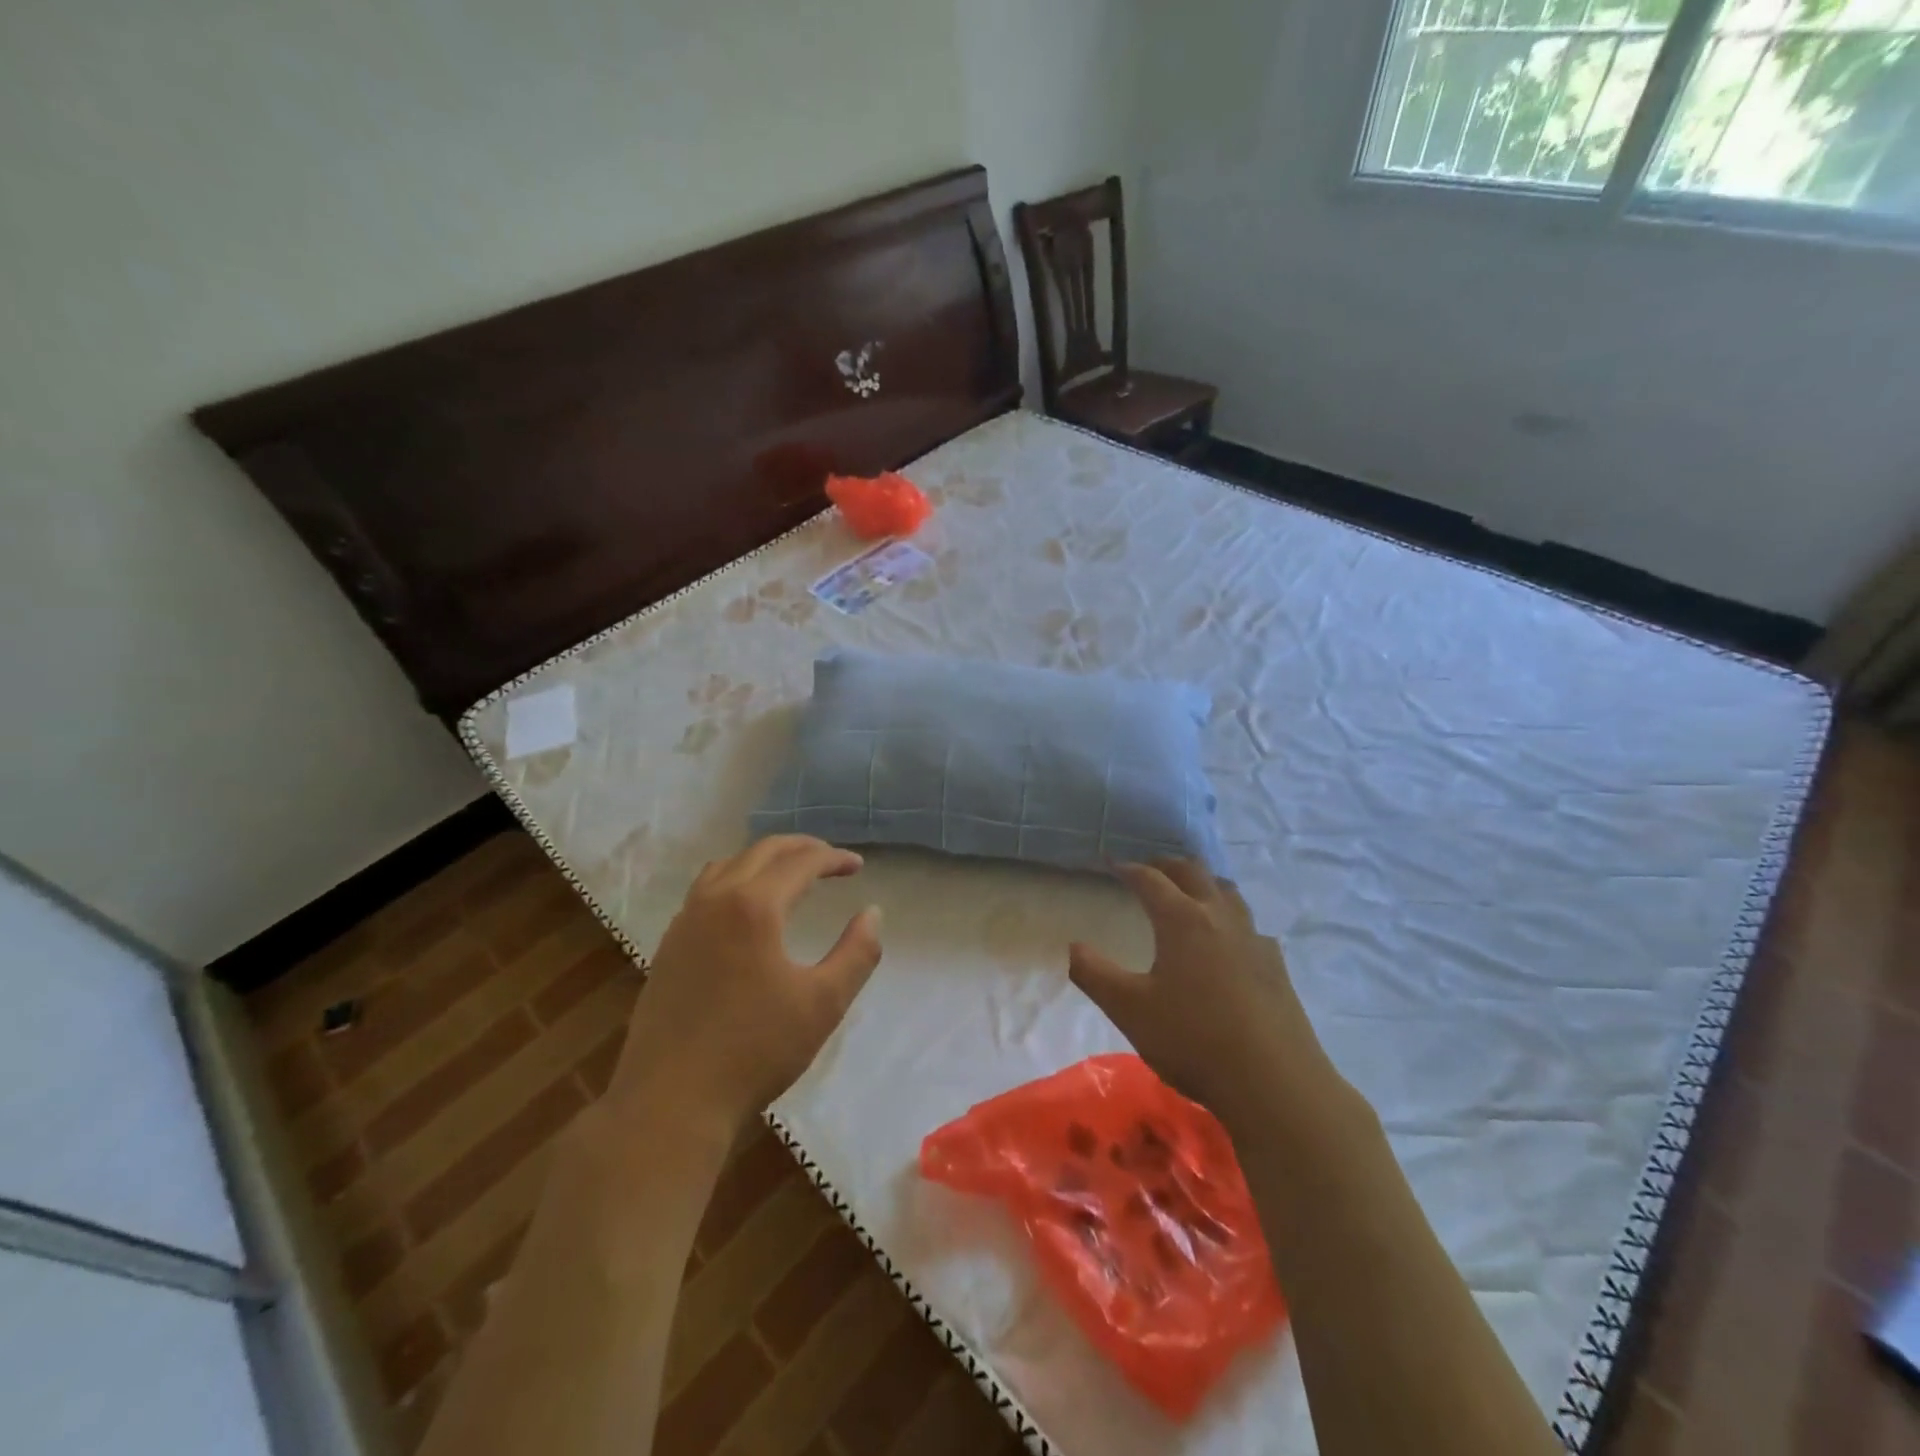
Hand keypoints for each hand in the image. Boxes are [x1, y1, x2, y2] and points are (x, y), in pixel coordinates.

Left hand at [607, 836, 882, 1135]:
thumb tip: (873, 913)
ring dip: (763, 860)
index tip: (857, 866)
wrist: (671, 1102)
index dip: (833, 858)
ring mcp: (684, 922)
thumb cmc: (755, 1051)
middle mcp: (714, 901)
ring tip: (789, 875)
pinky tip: (746, 912)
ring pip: (727, 866)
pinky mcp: (668, 947)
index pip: (800, 862)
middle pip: (761, 852)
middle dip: (800, 849)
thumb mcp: (823, 1003)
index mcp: (753, 906)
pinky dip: (734, 881)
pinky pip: (704, 891)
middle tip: (830, 860)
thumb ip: (857, 953)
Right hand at [1069, 860, 1337, 1124]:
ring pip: (1227, 892)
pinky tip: (1228, 942)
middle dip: (1167, 865)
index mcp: (1182, 920)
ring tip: (1189, 894)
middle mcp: (1220, 917)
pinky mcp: (1276, 966)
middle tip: (1149, 869)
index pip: (1151, 880)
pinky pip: (1249, 925)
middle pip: (1194, 873)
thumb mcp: (1128, 1009)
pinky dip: (1229, 918)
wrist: (1274, 1083)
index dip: (1128, 869)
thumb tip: (1074, 946)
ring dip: (1203, 884)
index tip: (1112, 863)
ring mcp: (1254, 939)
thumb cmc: (1192, 1040)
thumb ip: (1094, 974)